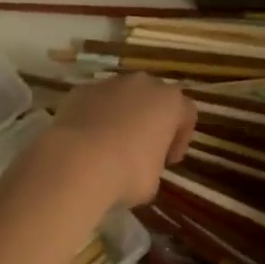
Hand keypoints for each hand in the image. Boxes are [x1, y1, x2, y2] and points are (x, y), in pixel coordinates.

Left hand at [40, 74, 195, 209]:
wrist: (77, 162)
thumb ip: (154, 162)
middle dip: (150, 120)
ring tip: (109, 145)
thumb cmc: (127, 172)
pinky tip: (87, 142)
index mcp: (169, 101)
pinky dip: (95, 116)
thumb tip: (142, 163)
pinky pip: (95, 102)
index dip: (181, 138)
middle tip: (142, 150)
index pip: (187, 113)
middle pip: (153, 98)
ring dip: (121, 115)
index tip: (169, 161)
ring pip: (122, 96)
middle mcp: (142, 84)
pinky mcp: (81, 90)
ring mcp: (109, 83)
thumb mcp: (154, 180)